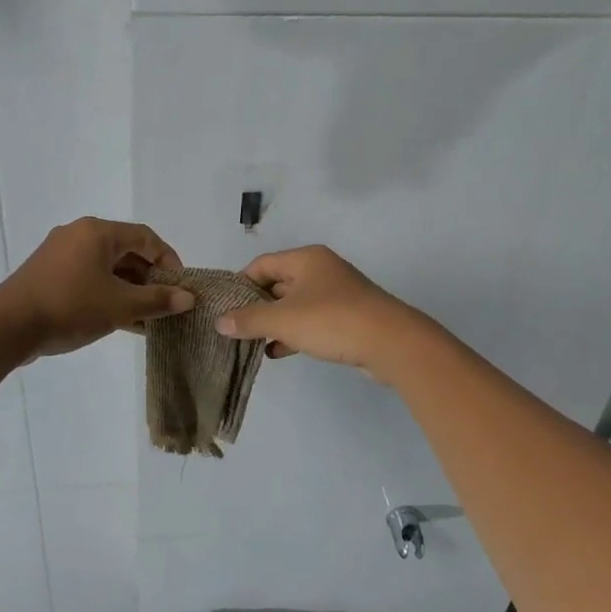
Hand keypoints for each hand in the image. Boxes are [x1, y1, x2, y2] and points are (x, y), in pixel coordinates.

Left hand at [0, 218, 191, 360]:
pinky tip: (121, 320)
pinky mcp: (48, 275)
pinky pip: (88, 277)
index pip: (146, 237)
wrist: (7, 327)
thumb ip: (157, 300)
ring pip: (107, 267)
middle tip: (165, 303)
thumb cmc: (70, 307)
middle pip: (126, 250)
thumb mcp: (120, 306)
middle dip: (149, 278)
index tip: (180, 286)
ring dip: (129, 290)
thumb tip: (188, 298)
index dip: (168, 260)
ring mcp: (60, 254)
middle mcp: (79, 235)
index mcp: (98, 232)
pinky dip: (108, 293)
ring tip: (147, 318)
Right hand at [214, 246, 423, 380]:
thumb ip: (249, 319)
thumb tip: (220, 321)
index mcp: (305, 259)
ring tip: (252, 343)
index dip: (240, 284)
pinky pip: (311, 321)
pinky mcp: (346, 318)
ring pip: (294, 305)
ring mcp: (336, 294)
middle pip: (278, 283)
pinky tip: (278, 352)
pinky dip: (293, 333)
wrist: (391, 342)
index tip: (224, 308)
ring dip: (274, 323)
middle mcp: (320, 270)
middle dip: (256, 306)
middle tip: (234, 328)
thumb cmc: (332, 321)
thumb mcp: (283, 320)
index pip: (262, 264)